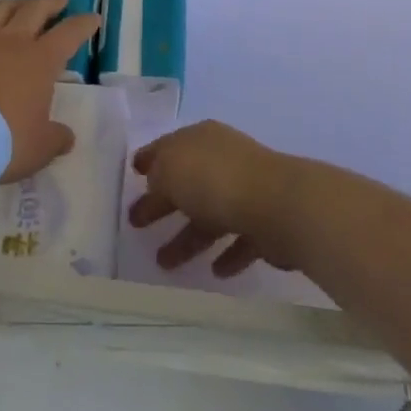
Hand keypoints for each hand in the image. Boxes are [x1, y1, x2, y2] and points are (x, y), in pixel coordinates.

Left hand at [0, 0, 100, 182]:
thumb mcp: (39, 148)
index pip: (69, 32)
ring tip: (22, 4)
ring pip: (1, 9)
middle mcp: (11, 41)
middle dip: (52, 1)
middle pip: (36, 8)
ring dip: (17, 4)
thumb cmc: (2, 142)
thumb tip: (66, 136)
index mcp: (40, 60)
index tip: (92, 17)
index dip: (83, 24)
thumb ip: (55, 138)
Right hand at [128, 122, 305, 277]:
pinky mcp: (266, 223)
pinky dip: (227, 254)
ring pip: (210, 216)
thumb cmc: (215, 180)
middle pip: (186, 183)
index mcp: (199, 139)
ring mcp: (247, 190)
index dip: (148, 160)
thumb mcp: (170, 169)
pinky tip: (215, 272)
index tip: (132, 174)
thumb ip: (157, 175)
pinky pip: (240, 239)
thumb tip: (155, 183)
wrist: (278, 205)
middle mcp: (223, 160)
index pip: (167, 147)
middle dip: (161, 204)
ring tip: (164, 264)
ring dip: (188, 238)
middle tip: (137, 224)